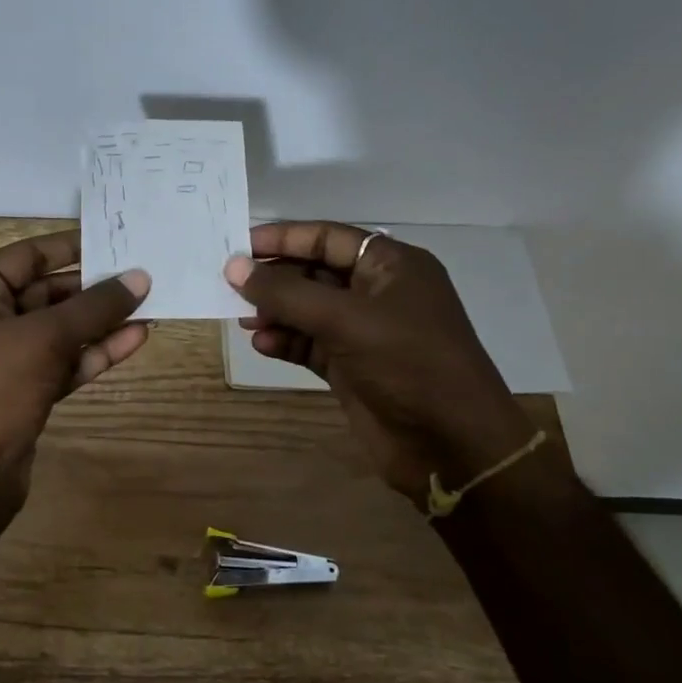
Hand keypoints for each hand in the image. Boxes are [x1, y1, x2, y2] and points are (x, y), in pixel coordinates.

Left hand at [0, 230, 150, 512]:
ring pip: (60, 330)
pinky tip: (136, 339)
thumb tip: (140, 277)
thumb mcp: (44, 338)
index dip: (73, 247)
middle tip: (146, 276)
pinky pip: (63, 362)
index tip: (118, 240)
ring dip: (102, 321)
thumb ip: (95, 306)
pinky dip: (95, 352)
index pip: (28, 256)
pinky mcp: (23, 392)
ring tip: (152, 305)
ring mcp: (4, 359)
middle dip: (94, 288)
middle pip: (46, 292)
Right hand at [225, 221, 537, 499]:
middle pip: (314, 272)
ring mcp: (365, 332)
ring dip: (276, 313)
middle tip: (230, 285)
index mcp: (391, 265)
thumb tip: (234, 266)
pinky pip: (309, 344)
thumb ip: (286, 292)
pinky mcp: (352, 367)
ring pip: (308, 311)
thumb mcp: (344, 319)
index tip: (238, 246)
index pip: (328, 237)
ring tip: (243, 319)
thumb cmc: (407, 363)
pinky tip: (263, 345)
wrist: (451, 445)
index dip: (283, 238)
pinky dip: (286, 342)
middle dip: (275, 279)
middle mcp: (378, 293)